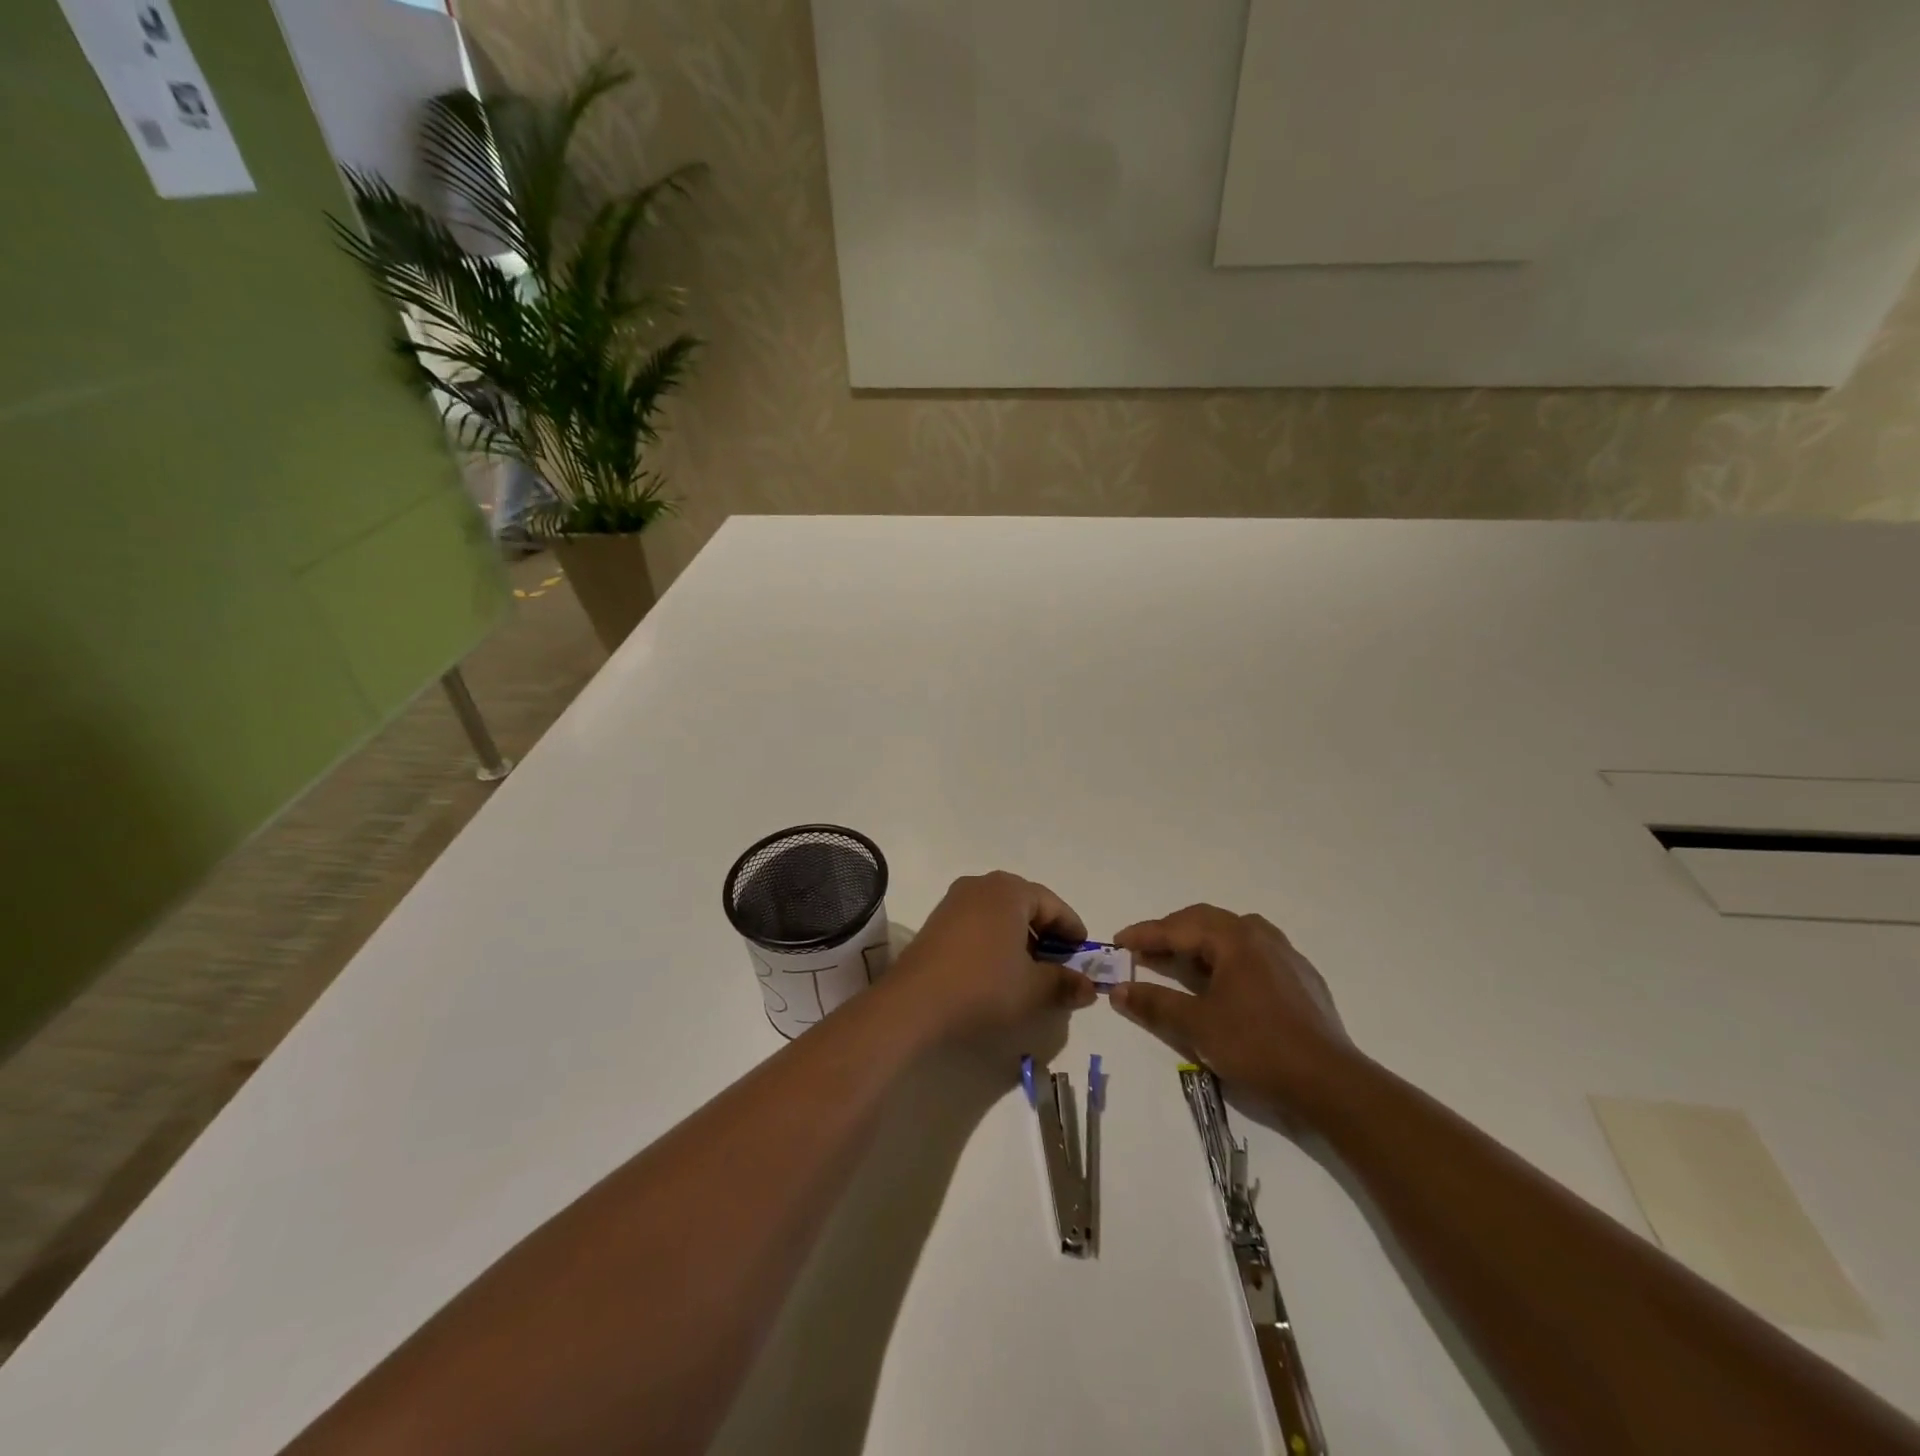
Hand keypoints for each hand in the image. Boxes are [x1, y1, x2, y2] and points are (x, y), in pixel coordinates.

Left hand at [884, 872, 1097, 1043]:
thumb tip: (1088, 987)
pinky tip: (998, 970)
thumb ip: (1065, 983)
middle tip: (1060, 964)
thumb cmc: (983, 986)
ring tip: (1031, 971)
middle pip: (1026, 905)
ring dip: (1020, 938)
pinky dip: (996, 940)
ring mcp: (955, 901)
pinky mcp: (938, 921)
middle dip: (1046, 934)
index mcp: (1009, 890)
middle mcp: (982, 885)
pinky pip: (979, 923)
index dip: (1072, 931)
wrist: (914, 1003)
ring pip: (1001, 914)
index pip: (1053, 905)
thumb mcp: (1033, 988)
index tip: (1083, 955)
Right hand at [1111, 905, 1354, 1124]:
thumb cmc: (1257, 1046)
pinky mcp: (1301, 978)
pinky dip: (1227, 959)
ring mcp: (1286, 955)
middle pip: (1206, 922)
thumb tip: (1118, 990)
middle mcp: (1261, 935)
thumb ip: (1155, 1003)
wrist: (1330, 1082)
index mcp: (1235, 938)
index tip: (1118, 941)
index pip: (1179, 927)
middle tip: (1144, 950)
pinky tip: (1224, 982)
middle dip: (1171, 934)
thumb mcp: (1198, 1026)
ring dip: (1200, 944)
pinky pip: (1254, 953)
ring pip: (1232, 935)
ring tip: (1180, 962)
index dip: (1145, 934)